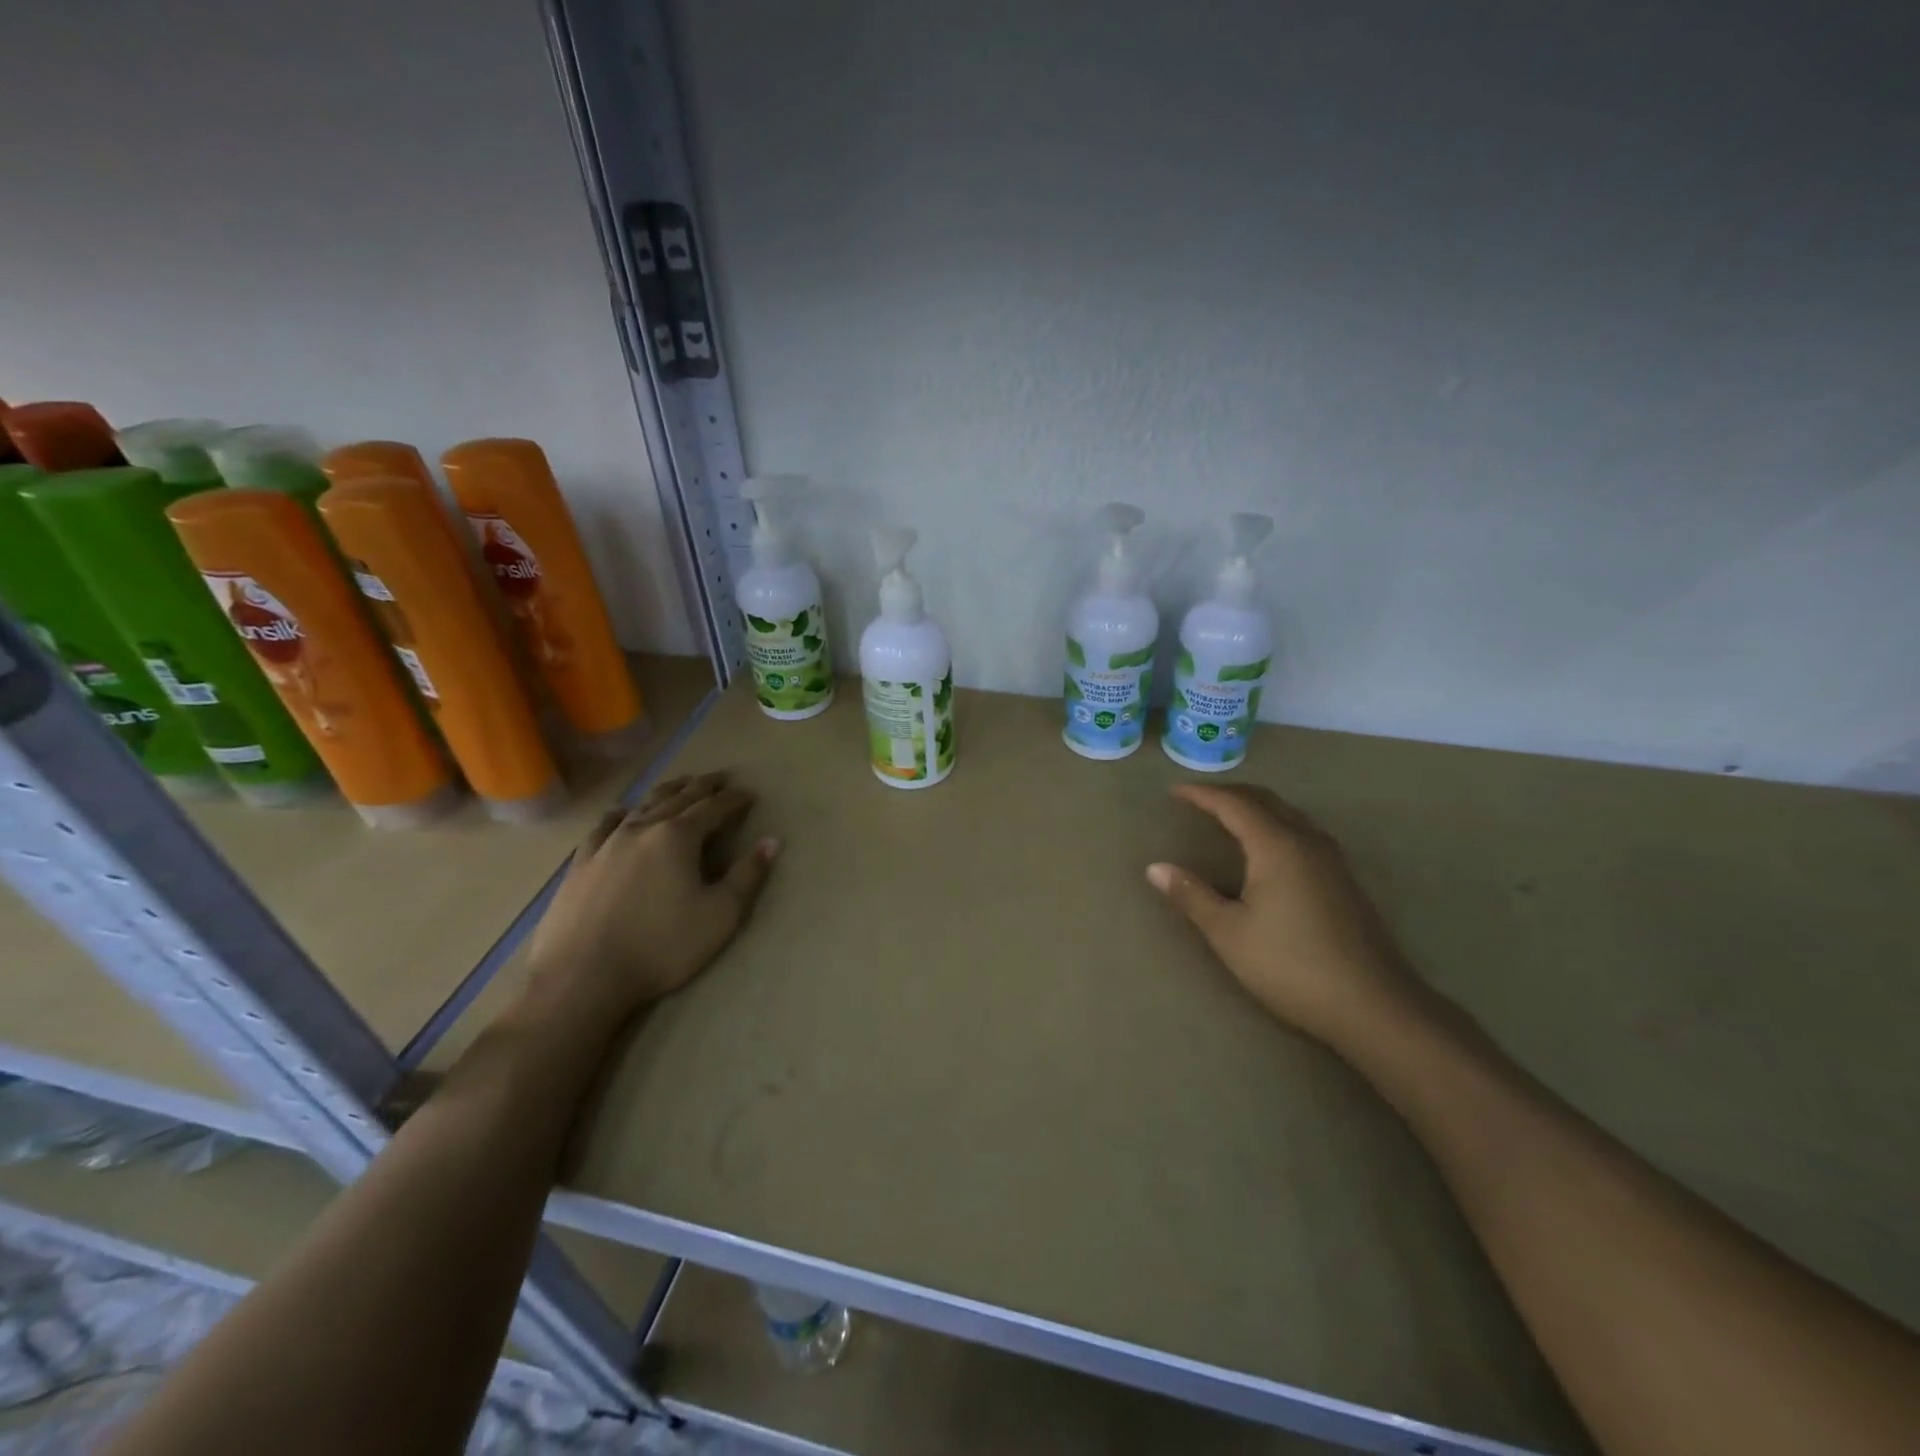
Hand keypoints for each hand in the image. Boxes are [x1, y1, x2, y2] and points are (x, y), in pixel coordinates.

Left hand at [526, 771, 778, 1017]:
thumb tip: (771, 842)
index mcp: (679, 837)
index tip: (750, 794)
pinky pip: (605, 825)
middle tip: (720, 778)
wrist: (582, 977)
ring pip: (643, 805)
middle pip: (679, 798)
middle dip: (703, 786)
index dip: (735, 799)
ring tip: (680, 786)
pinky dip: (623, 812)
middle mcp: (643, 828)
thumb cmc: (661, 947)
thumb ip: (747, 876)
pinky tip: (623, 813)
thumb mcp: (720, 916)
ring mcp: (607, 843)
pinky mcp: (581, 862)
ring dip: (667, 792)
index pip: (714, 807)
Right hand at [1147, 784, 1424, 1047]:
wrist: (1373, 1005)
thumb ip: (1192, 895)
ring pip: (1289, 814)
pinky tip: (1268, 847)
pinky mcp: (1344, 879)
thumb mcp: (1229, 933)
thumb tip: (1155, 868)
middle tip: (1198, 798)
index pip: (1234, 804)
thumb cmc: (1291, 966)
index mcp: (1277, 846)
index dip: (1202, 794)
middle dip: (1229, 794)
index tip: (1174, 791)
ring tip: (1228, 815)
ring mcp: (1332, 859)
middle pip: (1265, 800)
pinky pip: (1302, 831)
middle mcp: (1307, 841)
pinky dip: (1275, 823)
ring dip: (1256, 806)